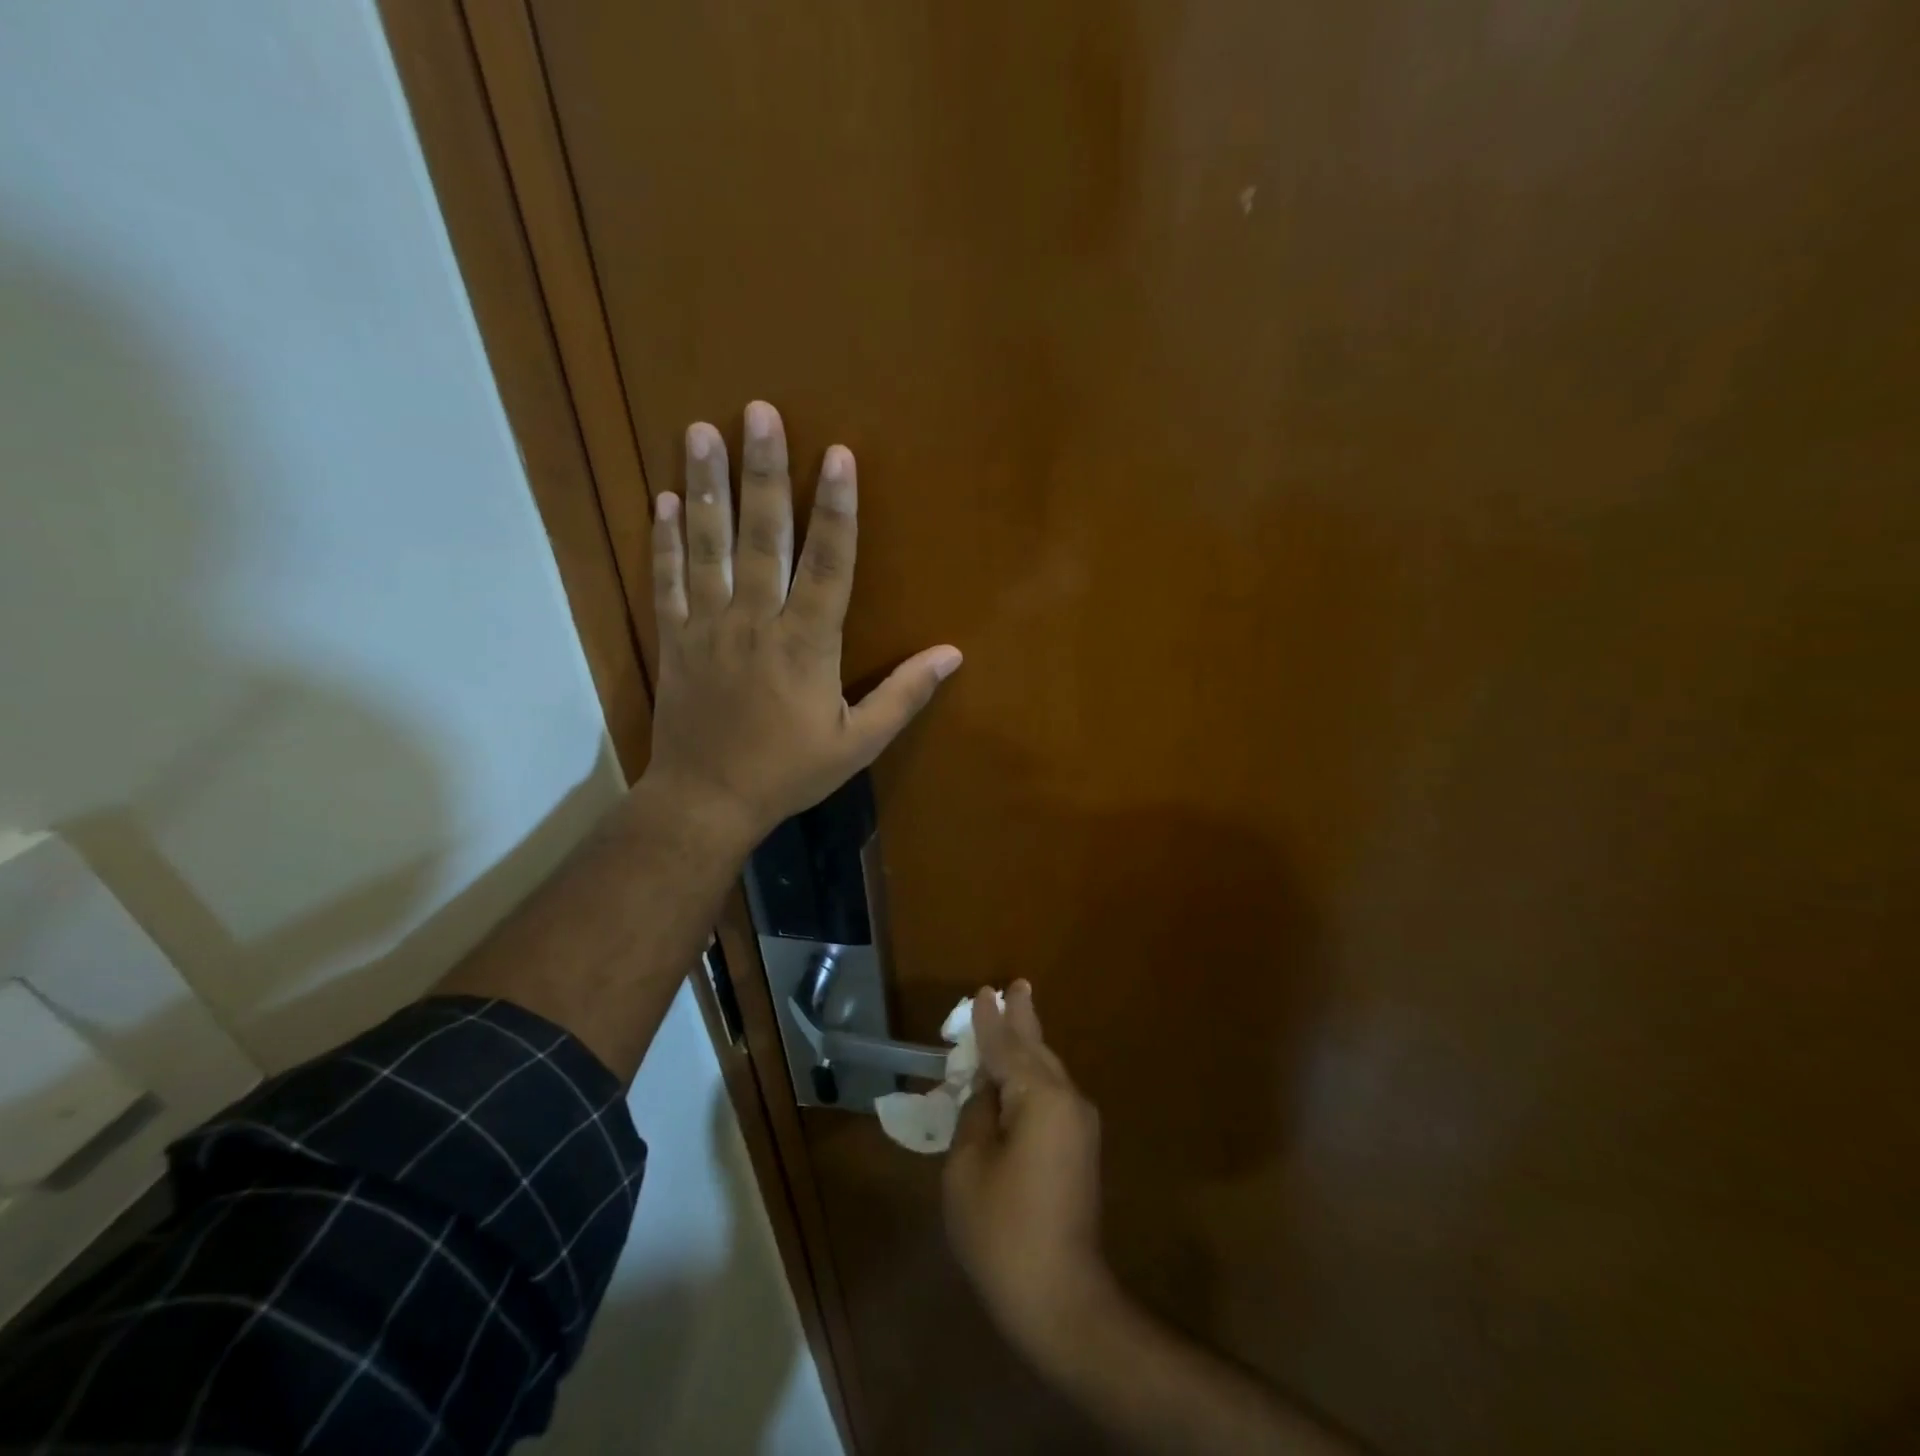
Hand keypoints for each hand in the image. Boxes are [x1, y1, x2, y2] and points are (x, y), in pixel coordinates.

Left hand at [641, 401, 961, 847]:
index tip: (837, 455)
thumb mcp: (857, 744)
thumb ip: (903, 696)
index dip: (836, 509)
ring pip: (709, 547)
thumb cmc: (789, 772)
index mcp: (807, 645)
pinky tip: (664, 499)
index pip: (828, 565)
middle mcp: (756, 622)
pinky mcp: (675, 638)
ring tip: (702, 431)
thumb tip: (952, 655)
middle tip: (758, 412)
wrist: (707, 800)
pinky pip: (668, 580)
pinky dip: (665, 540)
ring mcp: (709, 627)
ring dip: (707, 487)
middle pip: (762, 538)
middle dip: (763, 473)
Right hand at [945, 982, 1113, 1368]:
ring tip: (1017, 1015)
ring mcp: (1079, 1125)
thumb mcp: (968, 1168)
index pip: (1006, 1047)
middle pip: (1036, 1049)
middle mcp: (1067, 1100)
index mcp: (1040, 1097)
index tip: (983, 992)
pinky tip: (1020, 1074)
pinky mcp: (1080, 1149)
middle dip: (1022, 1019)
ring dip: (1028, 1046)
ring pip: (1048, 1071)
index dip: (990, 1022)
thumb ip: (975, 1116)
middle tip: (1016, 986)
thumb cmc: (1003, 1231)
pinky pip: (1052, 1096)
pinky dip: (1032, 1077)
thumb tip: (987, 1093)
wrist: (1062, 1298)